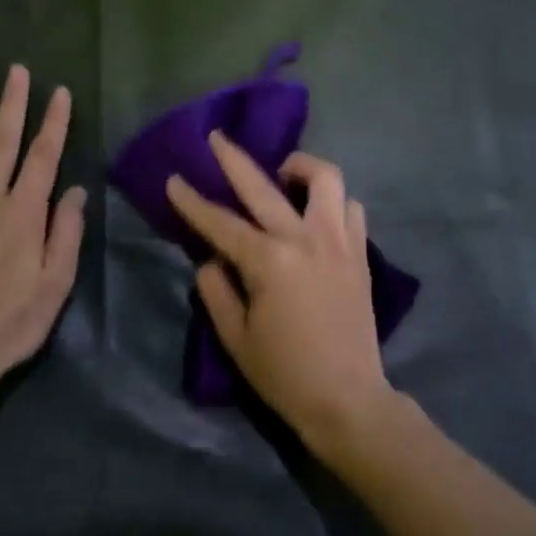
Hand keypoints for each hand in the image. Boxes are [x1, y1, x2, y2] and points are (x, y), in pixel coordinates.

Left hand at [0, 65, 85, 418]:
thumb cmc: (11, 323)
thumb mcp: (55, 284)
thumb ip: (65, 233)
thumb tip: (74, 190)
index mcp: (23, 214)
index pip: (43, 157)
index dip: (54, 123)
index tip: (59, 91)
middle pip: (2, 144)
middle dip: (12, 105)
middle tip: (16, 71)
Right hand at [166, 134, 394, 451]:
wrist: (348, 398)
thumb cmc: (285, 373)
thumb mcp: (235, 337)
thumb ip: (216, 290)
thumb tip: (211, 258)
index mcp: (268, 261)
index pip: (220, 222)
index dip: (192, 201)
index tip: (174, 179)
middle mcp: (304, 239)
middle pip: (264, 185)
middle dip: (234, 158)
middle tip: (217, 138)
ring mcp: (339, 241)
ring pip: (325, 179)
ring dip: (300, 167)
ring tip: (283, 174)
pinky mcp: (360, 252)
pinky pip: (350, 207)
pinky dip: (332, 201)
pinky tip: (317, 213)